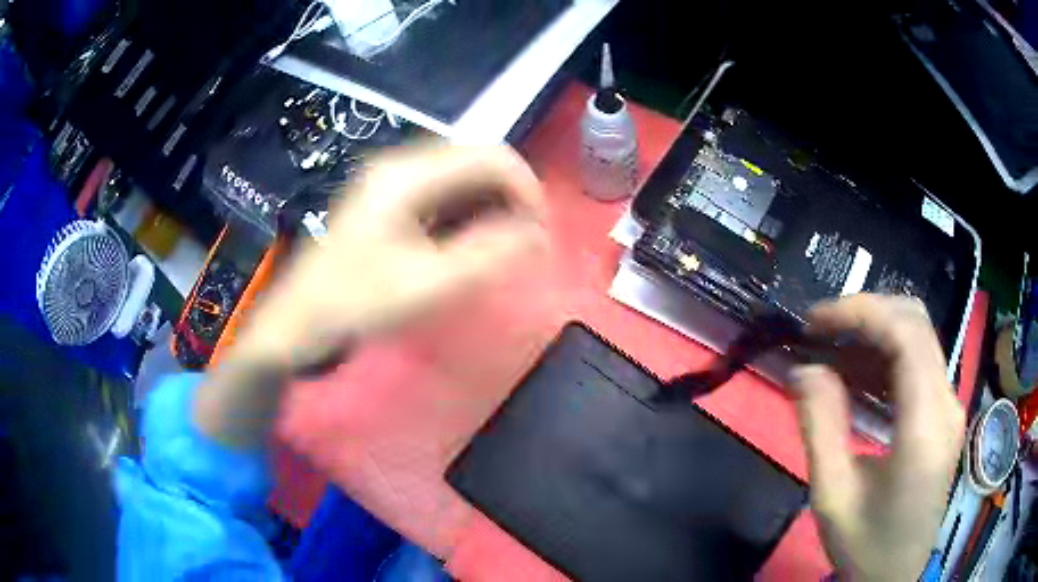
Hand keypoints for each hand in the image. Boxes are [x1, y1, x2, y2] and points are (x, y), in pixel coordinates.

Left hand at [239, 144, 547, 370]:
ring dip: (491, 204)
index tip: (540, 233)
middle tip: (525, 243)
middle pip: (478, 160)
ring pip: (463, 175)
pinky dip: (467, 211)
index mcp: (408, 174)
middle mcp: (402, 164)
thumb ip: (488, 254)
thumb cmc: (357, 303)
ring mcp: (393, 179)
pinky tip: (468, 242)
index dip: (526, 188)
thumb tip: (539, 235)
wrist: (300, 320)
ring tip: (502, 246)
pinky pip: (443, 191)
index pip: (491, 156)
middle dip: (511, 196)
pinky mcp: (389, 197)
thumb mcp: (428, 285)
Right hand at [791, 294, 964, 580]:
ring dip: (874, 332)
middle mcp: (947, 403)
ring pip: (919, 337)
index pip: (906, 333)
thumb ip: (821, 427)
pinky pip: (919, 364)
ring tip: (831, 350)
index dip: (860, 311)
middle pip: (916, 322)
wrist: (894, 577)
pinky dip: (886, 356)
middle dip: (866, 313)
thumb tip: (803, 368)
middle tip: (820, 330)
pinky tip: (858, 375)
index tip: (814, 320)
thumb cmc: (865, 546)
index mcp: (925, 425)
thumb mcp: (833, 496)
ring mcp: (950, 406)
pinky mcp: (944, 414)